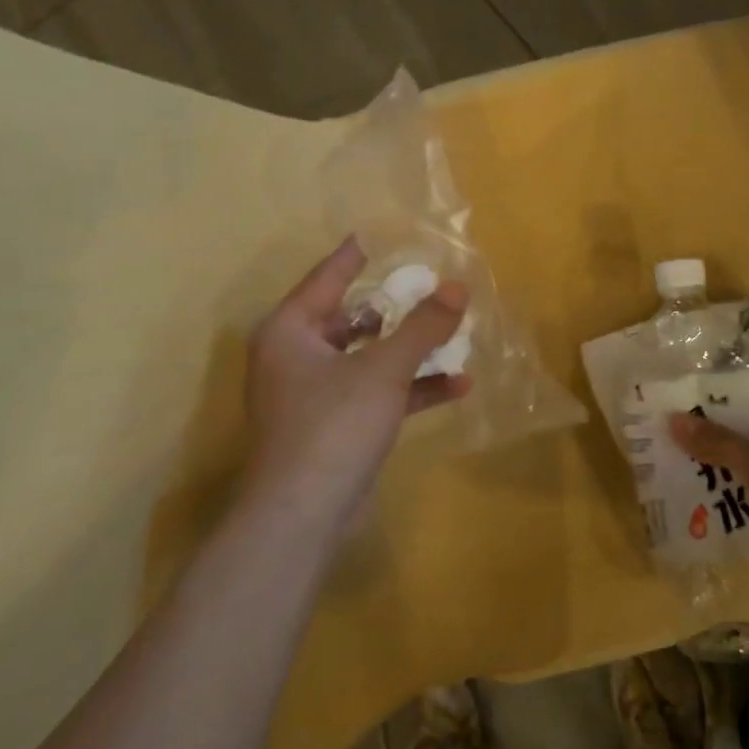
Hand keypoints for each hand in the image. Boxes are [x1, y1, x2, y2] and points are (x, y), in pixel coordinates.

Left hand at [244, 237, 469, 534]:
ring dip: (411, 349)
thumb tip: (458, 286)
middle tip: (433, 283)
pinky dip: (411, 387)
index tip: (383, 232)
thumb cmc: (333, 426)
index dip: (358, 254)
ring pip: (370, 356)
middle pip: (353, 317)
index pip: (328, 277)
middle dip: (397, 307)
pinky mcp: (337, 424)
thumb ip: (423, 326)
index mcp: (291, 331)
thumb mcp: (384, 369)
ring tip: (456, 332)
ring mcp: (317, 393)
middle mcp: (298, 356)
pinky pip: (378, 391)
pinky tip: (458, 385)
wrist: (303, 516)